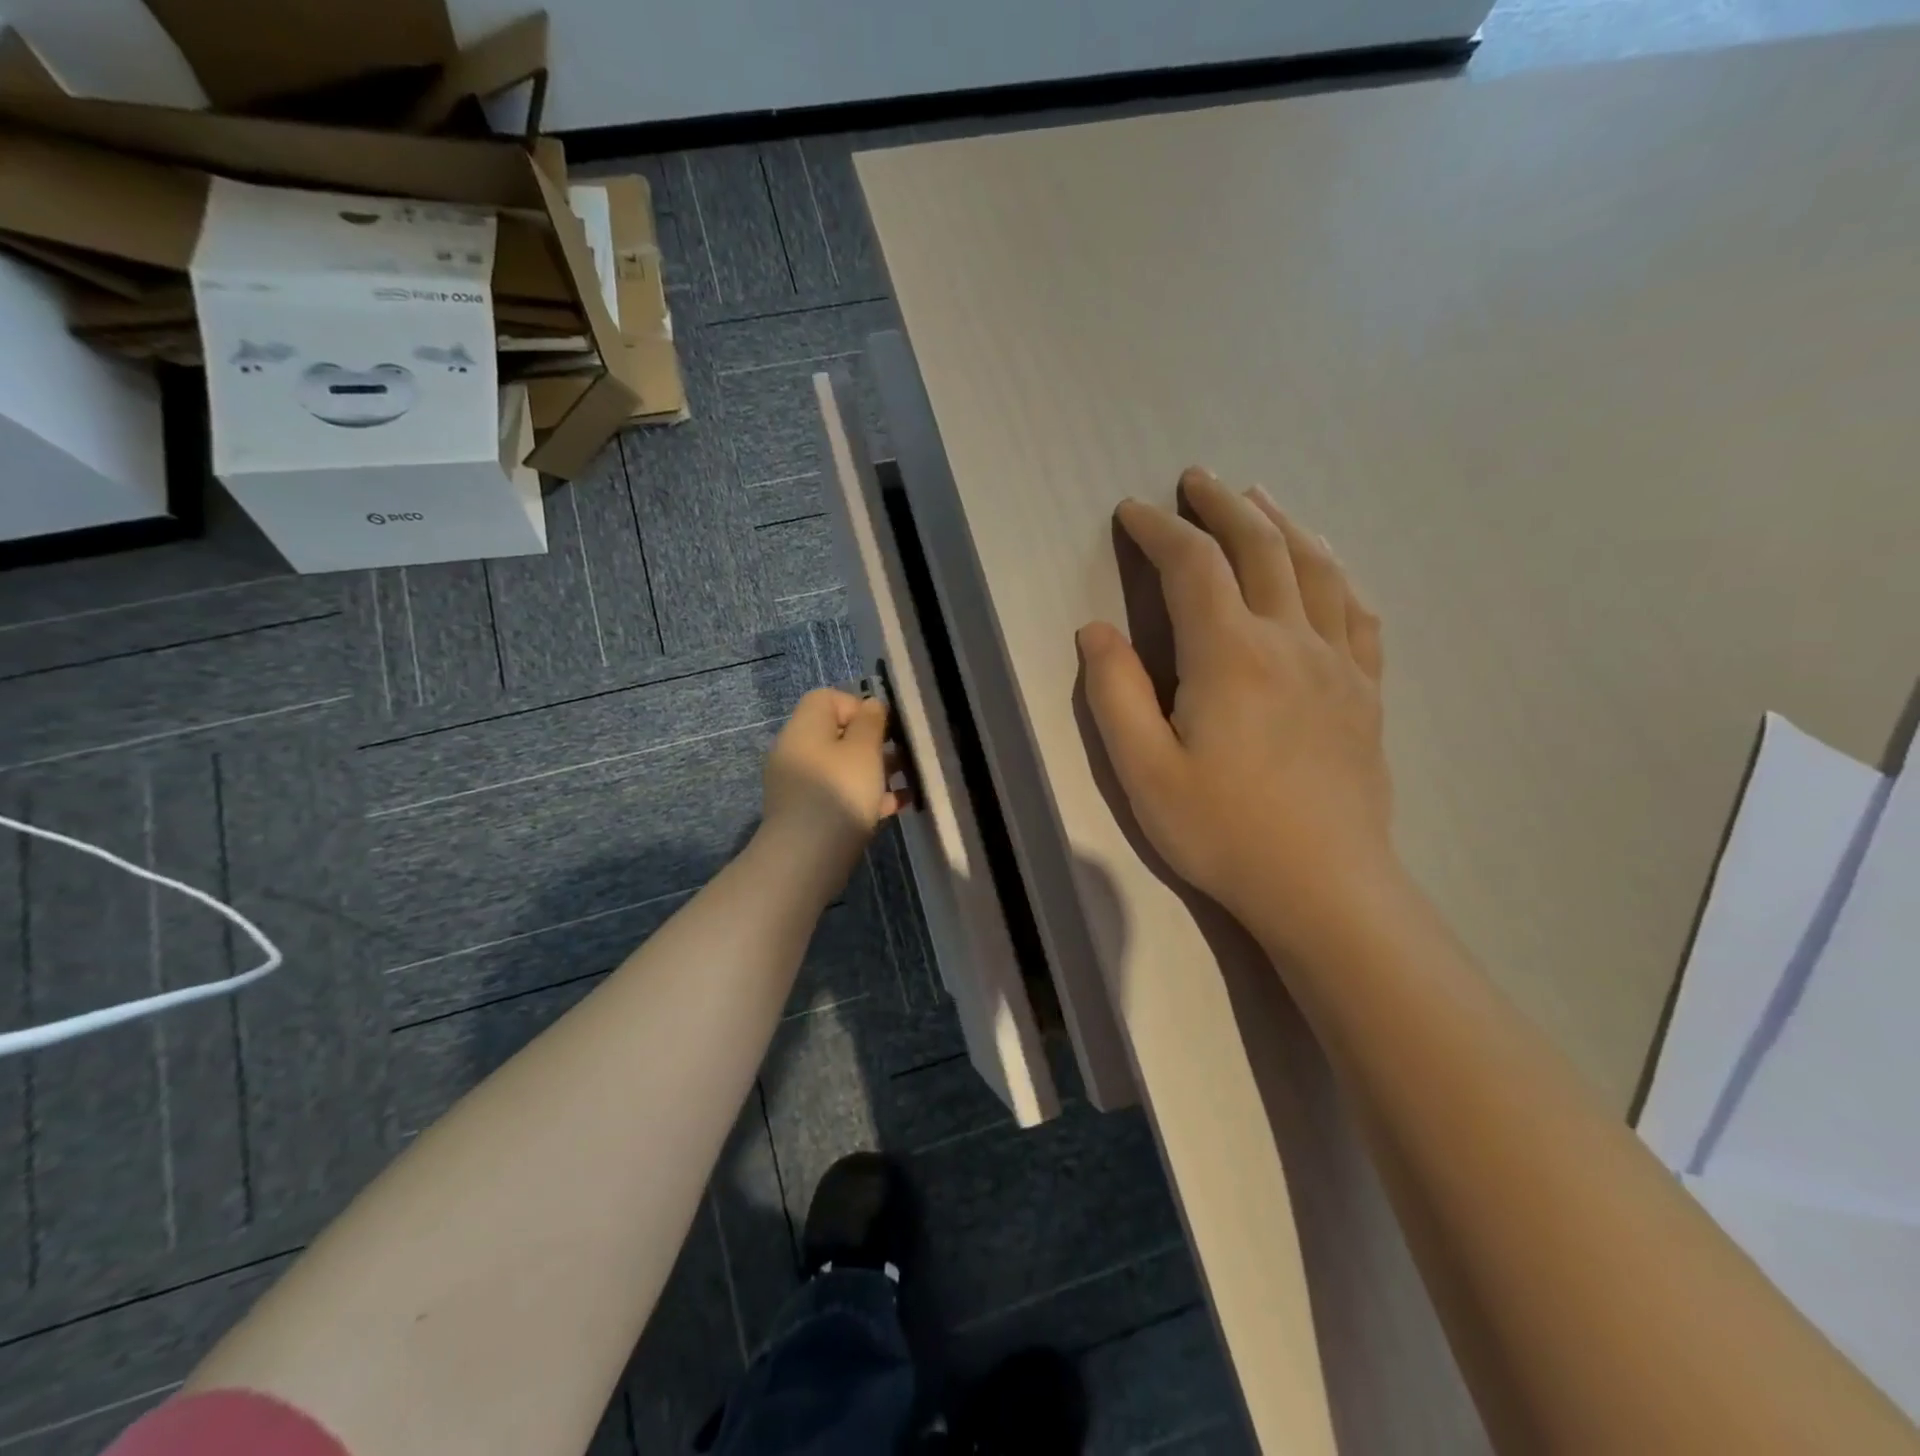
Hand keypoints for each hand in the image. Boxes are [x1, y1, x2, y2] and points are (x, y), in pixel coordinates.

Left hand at [760, 688, 906, 886]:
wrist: (806, 858)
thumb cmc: (839, 793)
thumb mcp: (864, 750)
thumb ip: (871, 722)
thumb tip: (871, 705)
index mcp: (804, 728)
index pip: (827, 699)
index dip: (858, 706)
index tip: (883, 728)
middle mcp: (796, 751)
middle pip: (837, 734)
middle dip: (873, 743)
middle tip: (901, 756)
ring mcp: (799, 785)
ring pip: (842, 767)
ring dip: (874, 771)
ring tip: (905, 782)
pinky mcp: (807, 814)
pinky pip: (839, 794)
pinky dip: (864, 796)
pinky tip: (895, 806)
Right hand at [1078, 468, 1393, 956]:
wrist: (1324, 886)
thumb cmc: (1223, 832)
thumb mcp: (1144, 771)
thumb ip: (1115, 693)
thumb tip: (1096, 630)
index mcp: (1230, 655)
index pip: (1192, 566)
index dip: (1159, 530)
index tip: (1132, 511)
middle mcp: (1290, 640)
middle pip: (1260, 547)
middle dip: (1222, 505)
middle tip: (1196, 479)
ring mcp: (1338, 663)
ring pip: (1315, 567)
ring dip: (1282, 522)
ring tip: (1259, 497)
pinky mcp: (1365, 691)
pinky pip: (1358, 612)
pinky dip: (1336, 574)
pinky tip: (1326, 568)